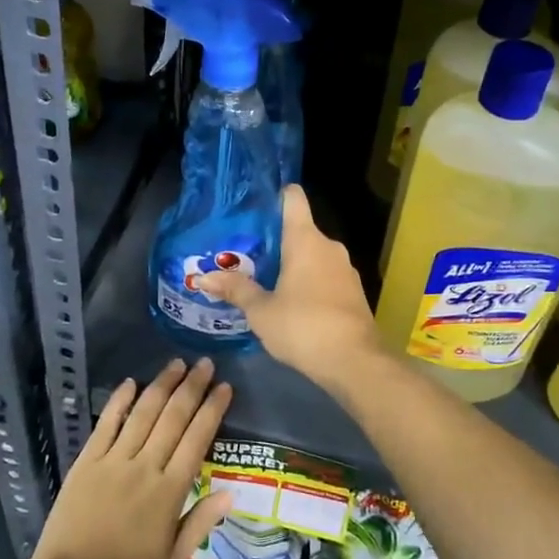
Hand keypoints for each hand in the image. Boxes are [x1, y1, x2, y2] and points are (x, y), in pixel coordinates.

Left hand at [23, 359, 232, 558]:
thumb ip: (200, 524)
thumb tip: (231, 492)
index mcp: (170, 493)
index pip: (197, 440)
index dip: (212, 410)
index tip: (225, 387)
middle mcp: (144, 468)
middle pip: (173, 418)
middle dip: (192, 388)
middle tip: (205, 363)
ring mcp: (113, 461)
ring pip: (143, 414)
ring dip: (161, 386)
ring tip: (177, 364)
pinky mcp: (86, 463)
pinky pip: (106, 424)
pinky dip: (119, 401)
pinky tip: (131, 382)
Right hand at [198, 184, 384, 386]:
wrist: (355, 362)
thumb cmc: (303, 326)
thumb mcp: (261, 311)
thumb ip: (235, 290)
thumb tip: (203, 277)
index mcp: (305, 239)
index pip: (293, 198)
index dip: (274, 195)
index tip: (253, 206)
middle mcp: (329, 246)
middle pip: (300, 229)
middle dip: (274, 239)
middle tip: (245, 252)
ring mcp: (345, 269)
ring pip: (313, 254)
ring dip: (292, 263)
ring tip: (263, 277)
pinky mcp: (353, 292)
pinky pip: (325, 275)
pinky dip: (308, 281)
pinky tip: (290, 300)